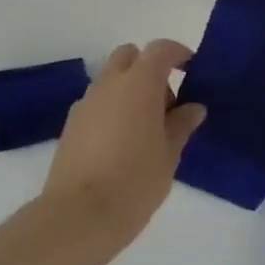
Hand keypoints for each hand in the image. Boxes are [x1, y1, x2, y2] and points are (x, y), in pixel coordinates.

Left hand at [37, 39, 204, 253]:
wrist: (80, 214)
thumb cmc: (136, 180)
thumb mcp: (170, 153)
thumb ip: (182, 124)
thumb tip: (193, 108)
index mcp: (139, 83)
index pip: (160, 49)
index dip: (178, 53)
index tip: (191, 69)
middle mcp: (109, 83)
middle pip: (130, 56)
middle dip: (149, 68)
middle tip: (166, 104)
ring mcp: (86, 102)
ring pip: (111, 79)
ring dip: (129, 89)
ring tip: (145, 129)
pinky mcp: (71, 124)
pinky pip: (97, 102)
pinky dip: (112, 108)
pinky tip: (121, 143)